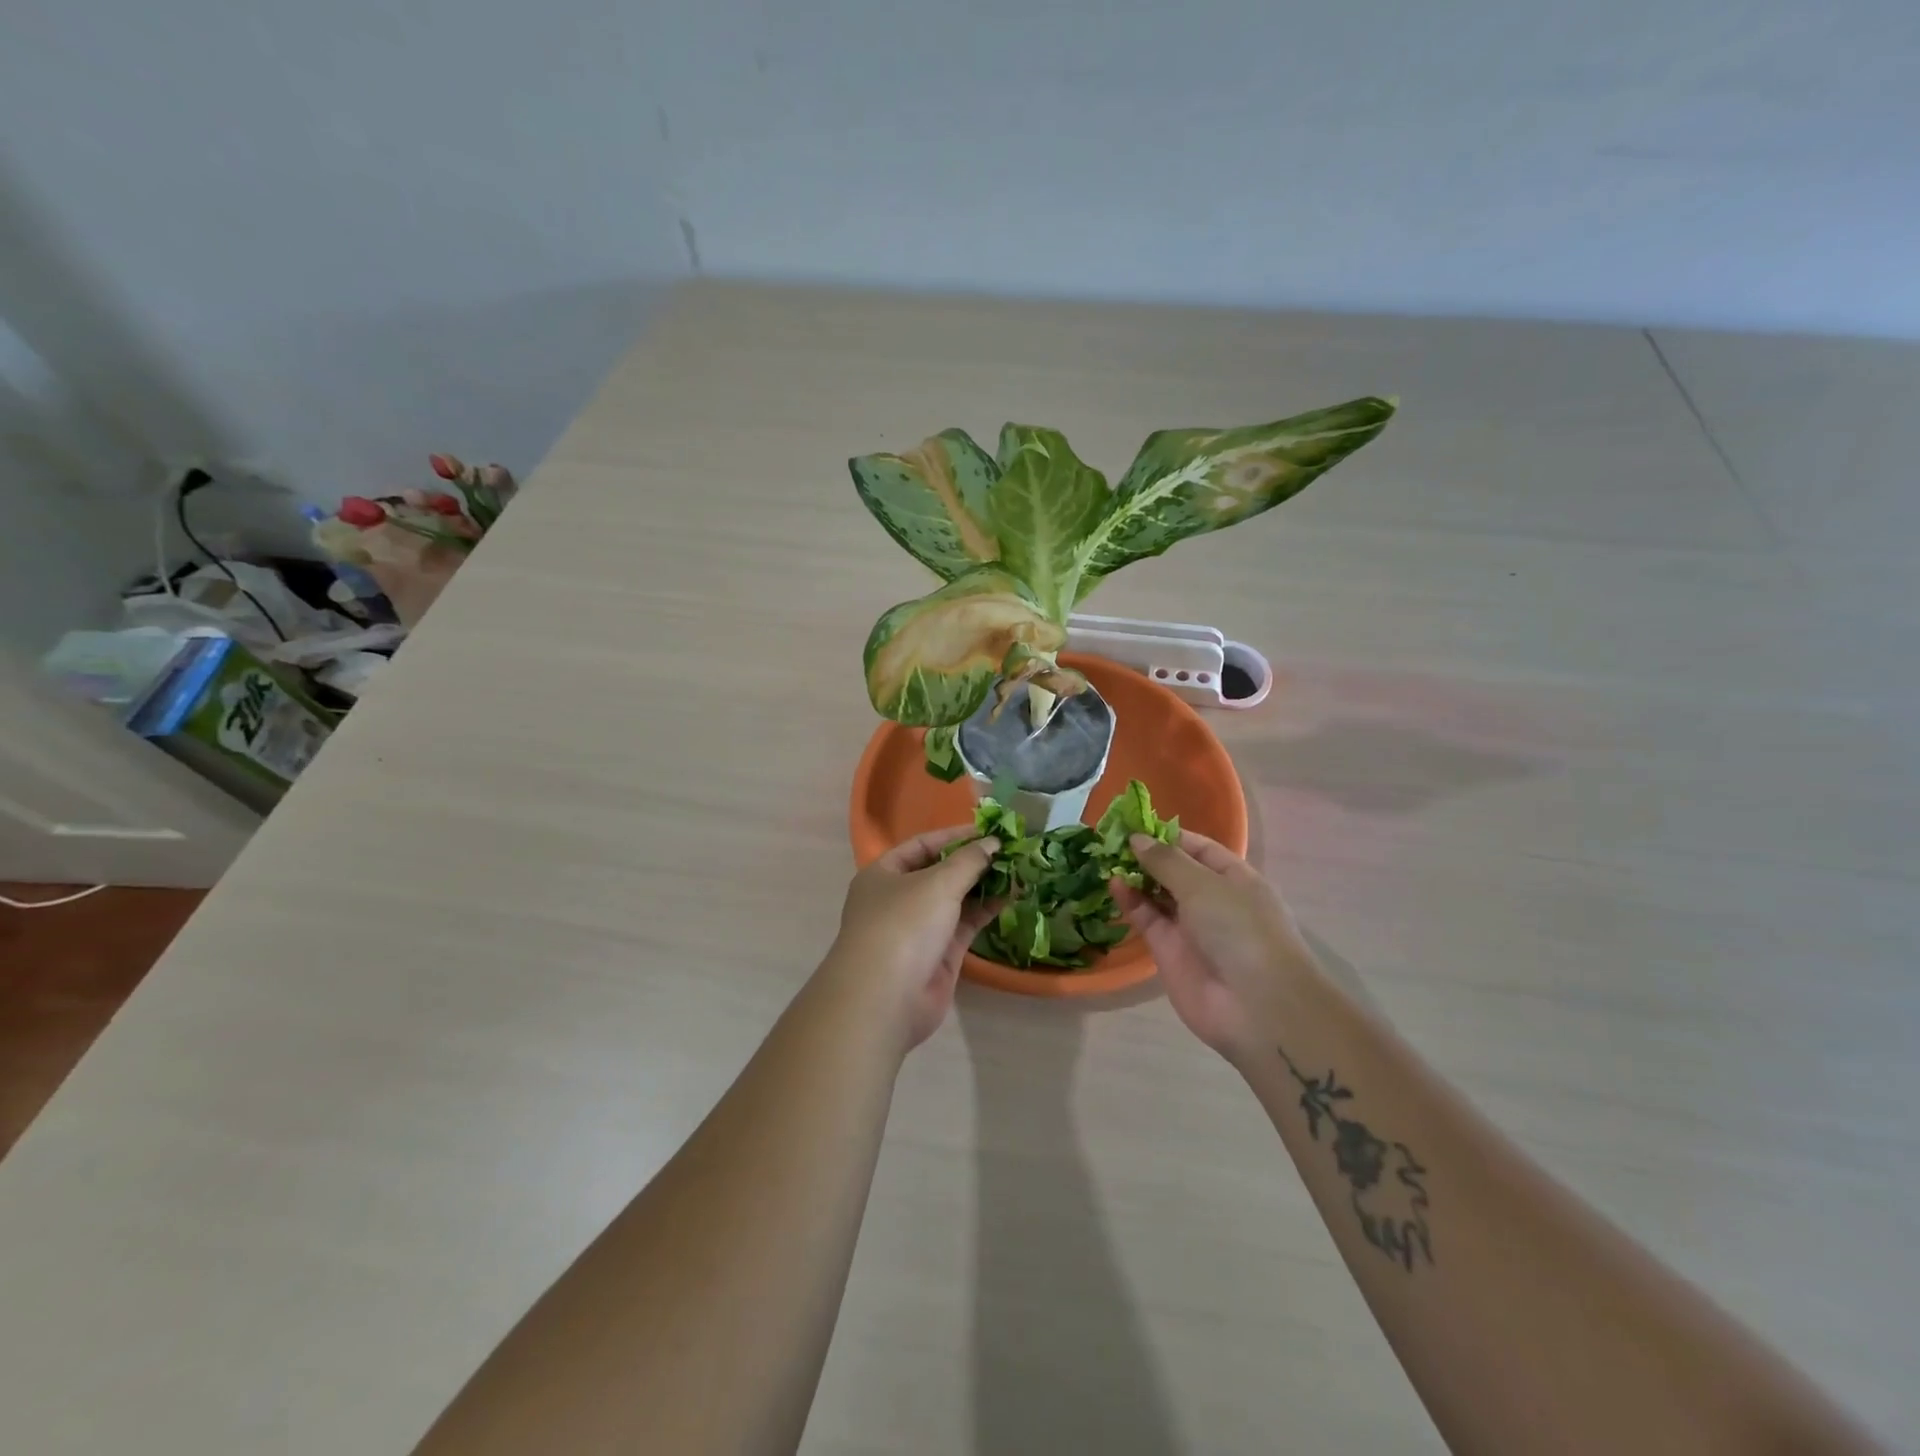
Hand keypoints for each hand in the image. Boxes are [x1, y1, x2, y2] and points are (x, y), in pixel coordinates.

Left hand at [824, 826, 1000, 1049]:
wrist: (886, 999)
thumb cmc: (903, 925)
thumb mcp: (937, 883)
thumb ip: (969, 860)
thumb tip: (993, 843)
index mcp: (884, 874)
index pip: (923, 845)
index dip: (956, 836)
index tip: (991, 831)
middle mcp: (899, 898)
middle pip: (940, 871)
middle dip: (974, 861)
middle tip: (1011, 850)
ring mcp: (919, 928)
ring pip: (956, 899)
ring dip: (984, 885)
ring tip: (1019, 870)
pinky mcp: (939, 953)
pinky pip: (965, 923)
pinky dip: (986, 909)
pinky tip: (1012, 896)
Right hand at [1111, 831, 1316, 1066]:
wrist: (1256, 1007)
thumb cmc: (1240, 930)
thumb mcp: (1204, 885)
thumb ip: (1166, 861)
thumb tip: (1137, 839)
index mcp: (1235, 879)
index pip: (1199, 848)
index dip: (1168, 835)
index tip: (1134, 824)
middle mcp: (1213, 900)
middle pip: (1175, 871)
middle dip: (1146, 855)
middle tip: (1109, 838)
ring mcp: (1191, 928)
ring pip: (1157, 895)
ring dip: (1135, 877)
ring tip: (1104, 857)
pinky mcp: (1169, 952)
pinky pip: (1147, 920)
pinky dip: (1131, 902)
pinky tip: (1113, 884)